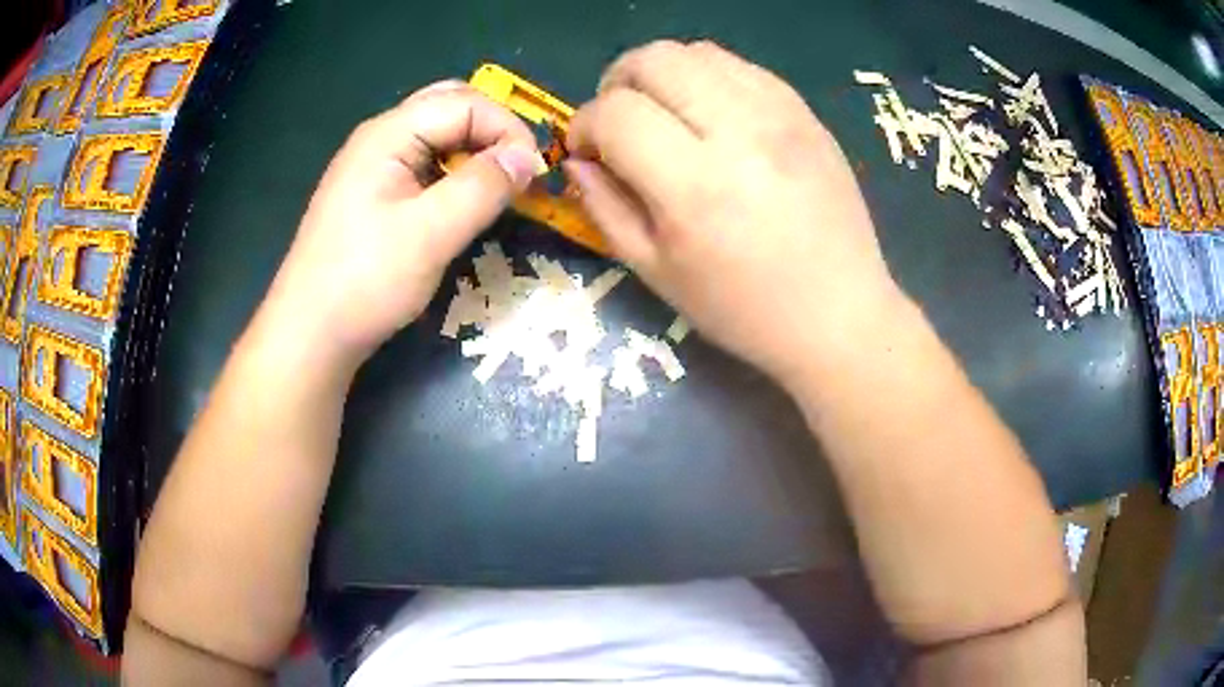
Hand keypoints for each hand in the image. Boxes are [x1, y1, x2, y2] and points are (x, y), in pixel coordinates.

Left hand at [261, 81, 543, 368]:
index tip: (534, 174)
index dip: (507, 130)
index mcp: (388, 134)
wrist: (309, 333)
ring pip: (436, 135)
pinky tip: (461, 202)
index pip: (465, 103)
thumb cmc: (365, 281)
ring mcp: (371, 165)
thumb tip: (528, 158)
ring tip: (496, 187)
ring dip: (473, 150)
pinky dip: (452, 172)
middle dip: (491, 130)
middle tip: (516, 170)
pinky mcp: (371, 194)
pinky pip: (422, 164)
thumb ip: (482, 187)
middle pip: (448, 106)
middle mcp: (379, 138)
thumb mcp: (430, 234)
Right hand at [566, 41, 903, 381]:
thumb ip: (604, 207)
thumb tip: (576, 159)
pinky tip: (710, 115)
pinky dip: (708, 78)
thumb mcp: (656, 272)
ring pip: (696, 52)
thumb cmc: (743, 309)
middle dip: (617, 83)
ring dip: (662, 75)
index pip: (615, 113)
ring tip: (665, 115)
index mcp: (695, 186)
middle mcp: (739, 132)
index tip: (586, 150)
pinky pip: (740, 66)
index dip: (583, 125)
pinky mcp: (805, 112)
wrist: (838, 314)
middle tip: (619, 122)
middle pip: (653, 59)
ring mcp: (780, 114)